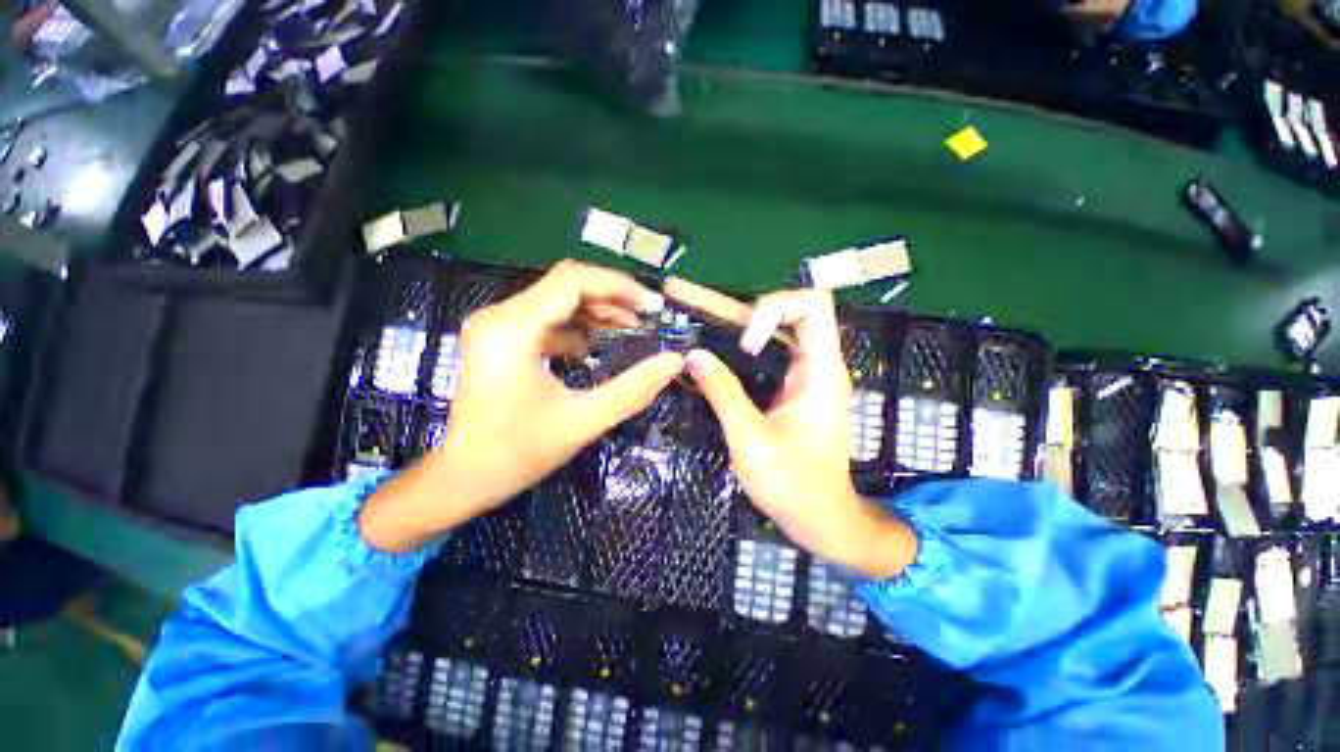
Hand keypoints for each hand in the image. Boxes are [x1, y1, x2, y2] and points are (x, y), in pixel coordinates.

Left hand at [360, 260, 684, 551]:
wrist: (462, 478)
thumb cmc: (517, 454)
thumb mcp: (582, 421)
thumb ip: (633, 389)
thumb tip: (675, 361)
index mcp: (513, 329)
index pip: (573, 282)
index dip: (619, 287)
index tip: (653, 306)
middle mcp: (500, 316)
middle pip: (565, 285)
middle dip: (611, 297)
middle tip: (646, 318)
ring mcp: (497, 326)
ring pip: (557, 299)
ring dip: (595, 311)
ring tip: (629, 329)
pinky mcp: (500, 338)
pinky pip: (546, 318)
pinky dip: (576, 326)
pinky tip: (594, 347)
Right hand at [666, 280, 916, 578]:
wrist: (820, 517)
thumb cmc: (793, 485)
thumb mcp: (751, 439)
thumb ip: (723, 393)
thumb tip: (693, 355)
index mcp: (821, 372)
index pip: (813, 306)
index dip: (774, 309)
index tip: (746, 344)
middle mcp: (816, 365)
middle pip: (782, 313)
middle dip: (733, 306)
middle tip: (685, 299)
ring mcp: (802, 376)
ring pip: (768, 332)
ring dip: (729, 322)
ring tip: (687, 311)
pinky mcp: (789, 388)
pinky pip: (763, 355)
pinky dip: (734, 347)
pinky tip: (705, 347)